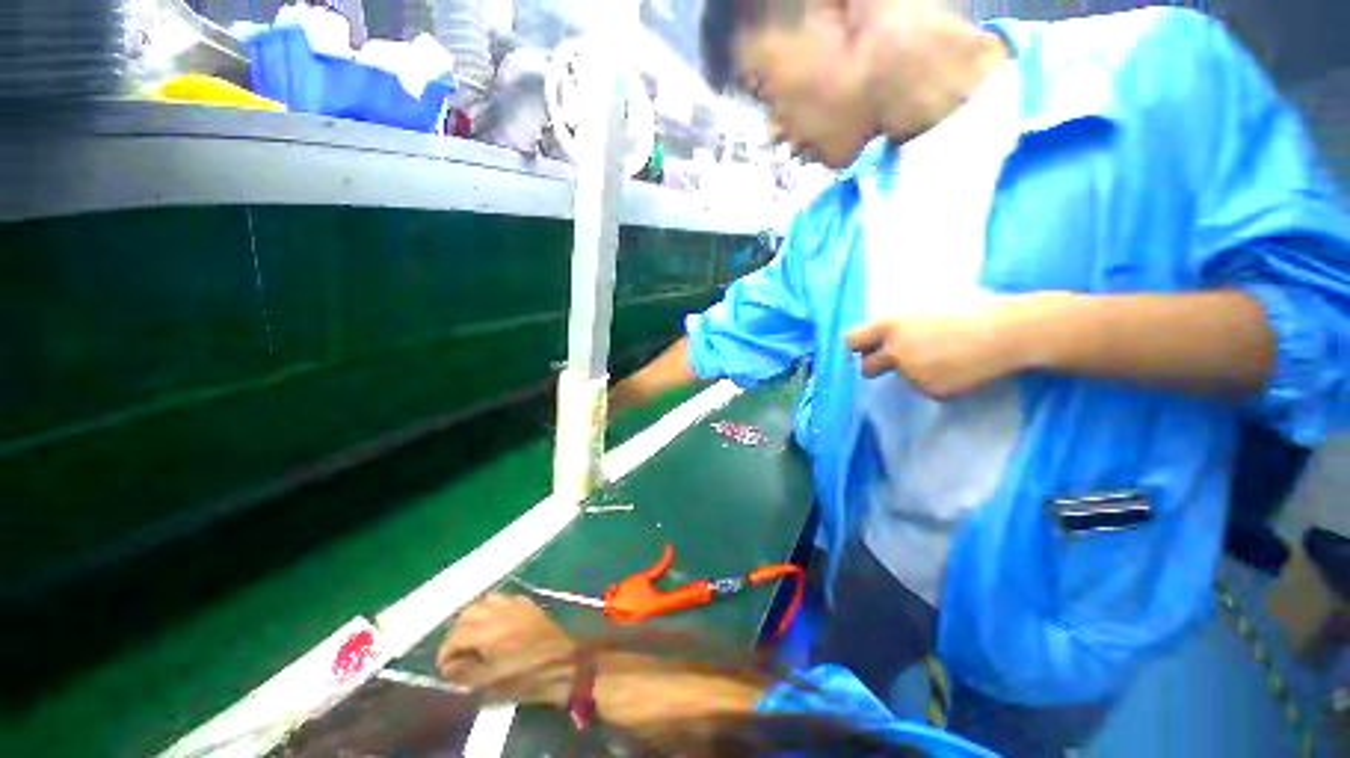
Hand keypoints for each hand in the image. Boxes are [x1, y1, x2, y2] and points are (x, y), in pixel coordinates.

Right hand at [437, 594, 576, 705]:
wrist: (562, 662)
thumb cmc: (525, 676)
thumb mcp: (489, 683)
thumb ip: (464, 672)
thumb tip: (449, 665)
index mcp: (486, 631)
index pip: (454, 635)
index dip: (445, 653)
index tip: (445, 668)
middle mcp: (498, 611)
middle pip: (468, 612)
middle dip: (457, 630)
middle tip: (458, 650)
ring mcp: (515, 604)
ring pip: (486, 600)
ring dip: (475, 616)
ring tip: (474, 636)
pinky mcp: (528, 604)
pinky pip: (505, 599)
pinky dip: (494, 609)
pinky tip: (496, 624)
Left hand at [845, 296, 1041, 398]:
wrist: (1012, 332)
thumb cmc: (972, 307)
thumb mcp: (926, 305)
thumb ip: (899, 321)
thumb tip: (880, 330)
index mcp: (890, 325)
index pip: (852, 341)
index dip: (858, 345)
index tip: (865, 348)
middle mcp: (895, 351)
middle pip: (866, 368)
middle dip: (873, 365)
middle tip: (890, 360)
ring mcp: (913, 374)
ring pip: (901, 377)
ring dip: (913, 370)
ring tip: (948, 354)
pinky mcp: (932, 391)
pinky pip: (927, 387)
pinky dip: (938, 381)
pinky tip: (961, 367)